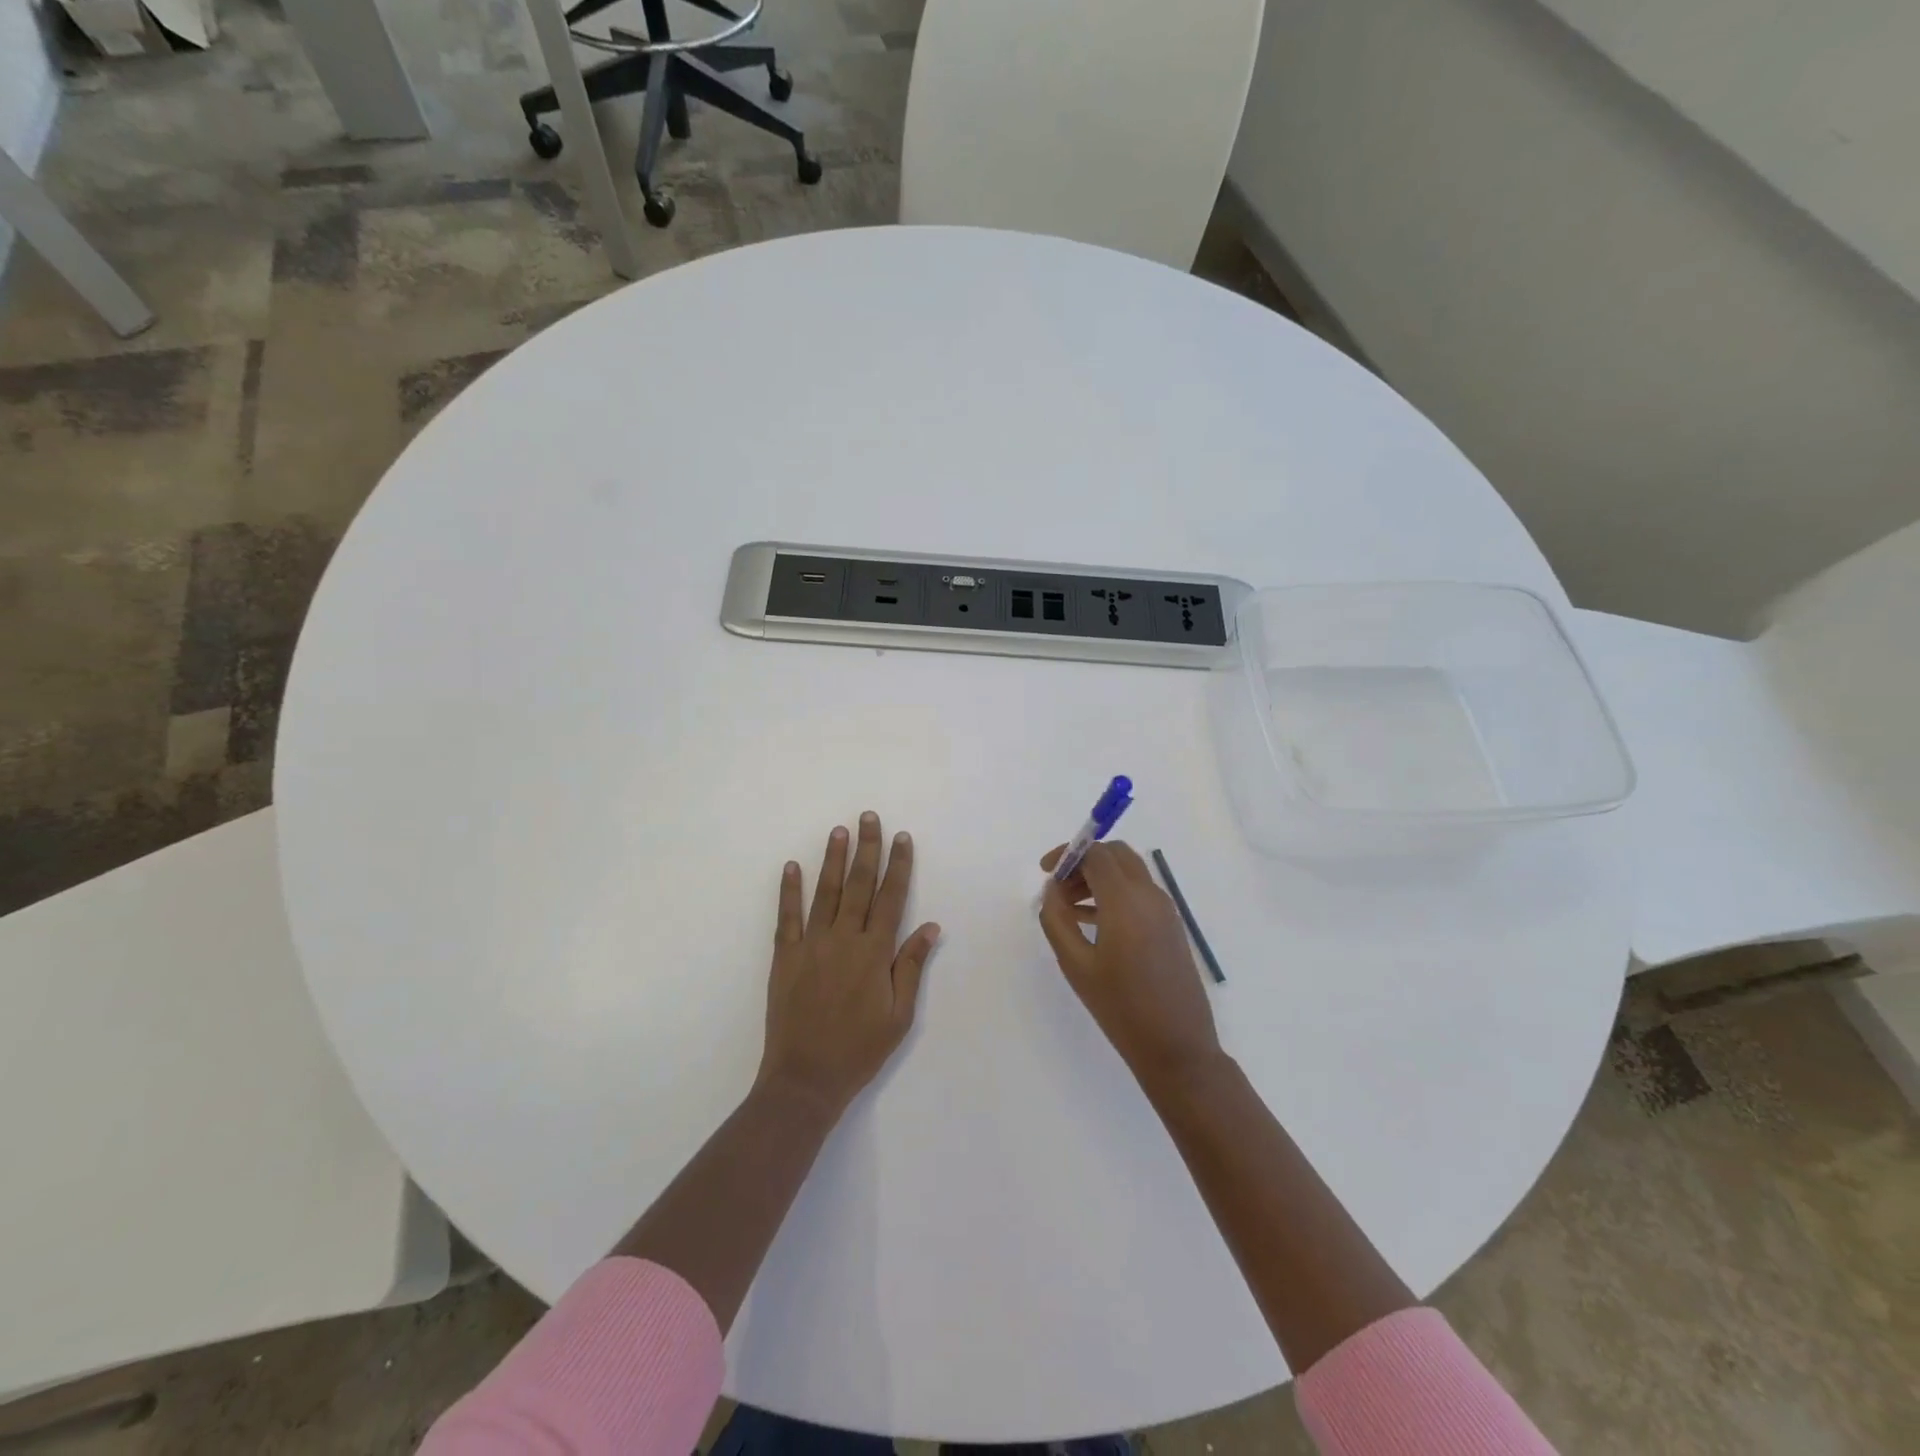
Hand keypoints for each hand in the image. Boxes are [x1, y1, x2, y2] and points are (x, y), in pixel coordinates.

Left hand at [758, 812, 940, 1115]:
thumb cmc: (859, 1050)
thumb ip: (911, 966)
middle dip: (867, 849)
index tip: (902, 838)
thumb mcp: (899, 1015)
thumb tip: (930, 926)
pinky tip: (791, 866)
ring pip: (824, 892)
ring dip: (832, 859)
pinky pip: (787, 916)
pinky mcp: (785, 957)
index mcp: (875, 952)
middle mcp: (844, 939)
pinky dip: (789, 890)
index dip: (898, 865)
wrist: (805, 1079)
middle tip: (868, 817)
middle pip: (858, 885)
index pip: (891, 898)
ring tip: (838, 831)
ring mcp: (811, 945)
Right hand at [1038, 841, 1221, 1088]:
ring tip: (1069, 908)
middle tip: (1058, 887)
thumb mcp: (1076, 964)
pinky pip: (1139, 892)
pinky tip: (1092, 921)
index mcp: (1126, 900)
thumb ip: (1057, 920)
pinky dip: (1115, 892)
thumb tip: (1052, 889)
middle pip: (1115, 854)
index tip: (1044, 871)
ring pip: (1129, 871)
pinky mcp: (1171, 925)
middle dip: (1084, 861)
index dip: (1067, 853)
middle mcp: (1150, 895)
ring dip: (1098, 877)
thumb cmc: (1121, 1007)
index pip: (1096, 853)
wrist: (1177, 1047)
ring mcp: (1165, 909)